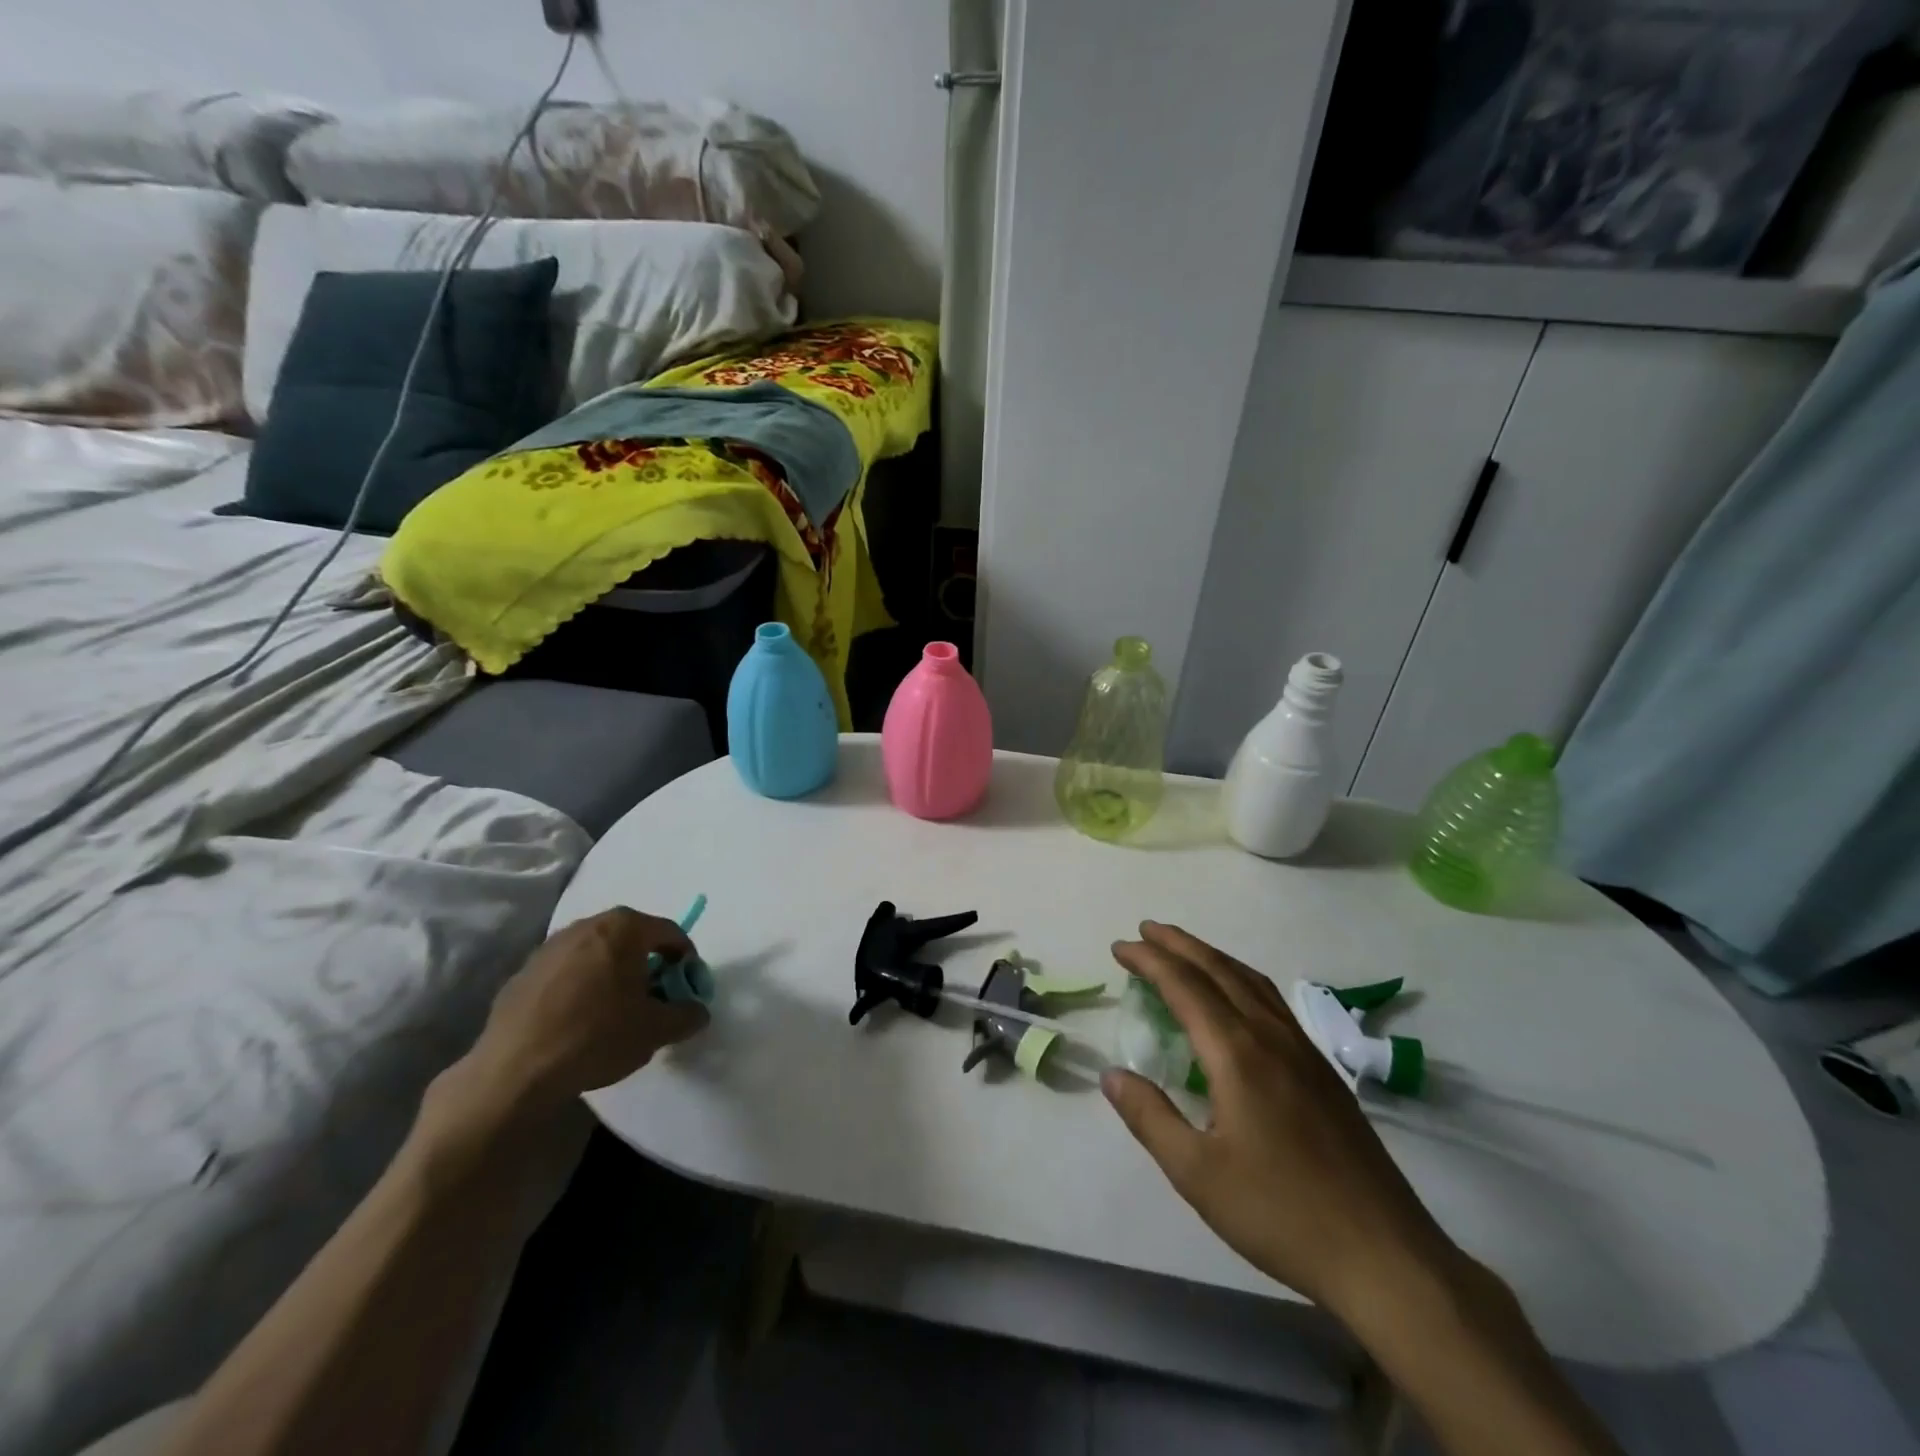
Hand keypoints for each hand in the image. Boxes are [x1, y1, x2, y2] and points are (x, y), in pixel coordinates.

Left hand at [421, 908, 708, 1157]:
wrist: (514, 1072)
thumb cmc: (597, 1036)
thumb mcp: (657, 1030)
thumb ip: (687, 1015)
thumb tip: (697, 1011)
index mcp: (624, 928)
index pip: (669, 932)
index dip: (685, 959)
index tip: (686, 988)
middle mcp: (586, 926)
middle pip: (631, 938)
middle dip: (647, 964)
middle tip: (654, 998)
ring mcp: (549, 948)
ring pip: (596, 954)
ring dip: (612, 974)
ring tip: (615, 1012)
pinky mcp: (522, 975)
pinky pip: (565, 974)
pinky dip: (580, 988)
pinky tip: (578, 1023)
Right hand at [1103, 922, 1457, 1316]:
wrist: (1384, 1256)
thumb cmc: (1280, 1213)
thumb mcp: (1197, 1174)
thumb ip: (1150, 1117)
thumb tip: (1112, 1074)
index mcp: (1237, 1054)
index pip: (1185, 986)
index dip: (1149, 961)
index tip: (1120, 947)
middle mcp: (1270, 1037)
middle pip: (1219, 970)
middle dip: (1179, 944)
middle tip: (1145, 929)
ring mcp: (1303, 1051)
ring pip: (1251, 980)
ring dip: (1211, 956)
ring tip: (1183, 950)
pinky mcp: (1323, 1071)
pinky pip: (1272, 1001)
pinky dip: (1241, 979)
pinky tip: (1237, 997)